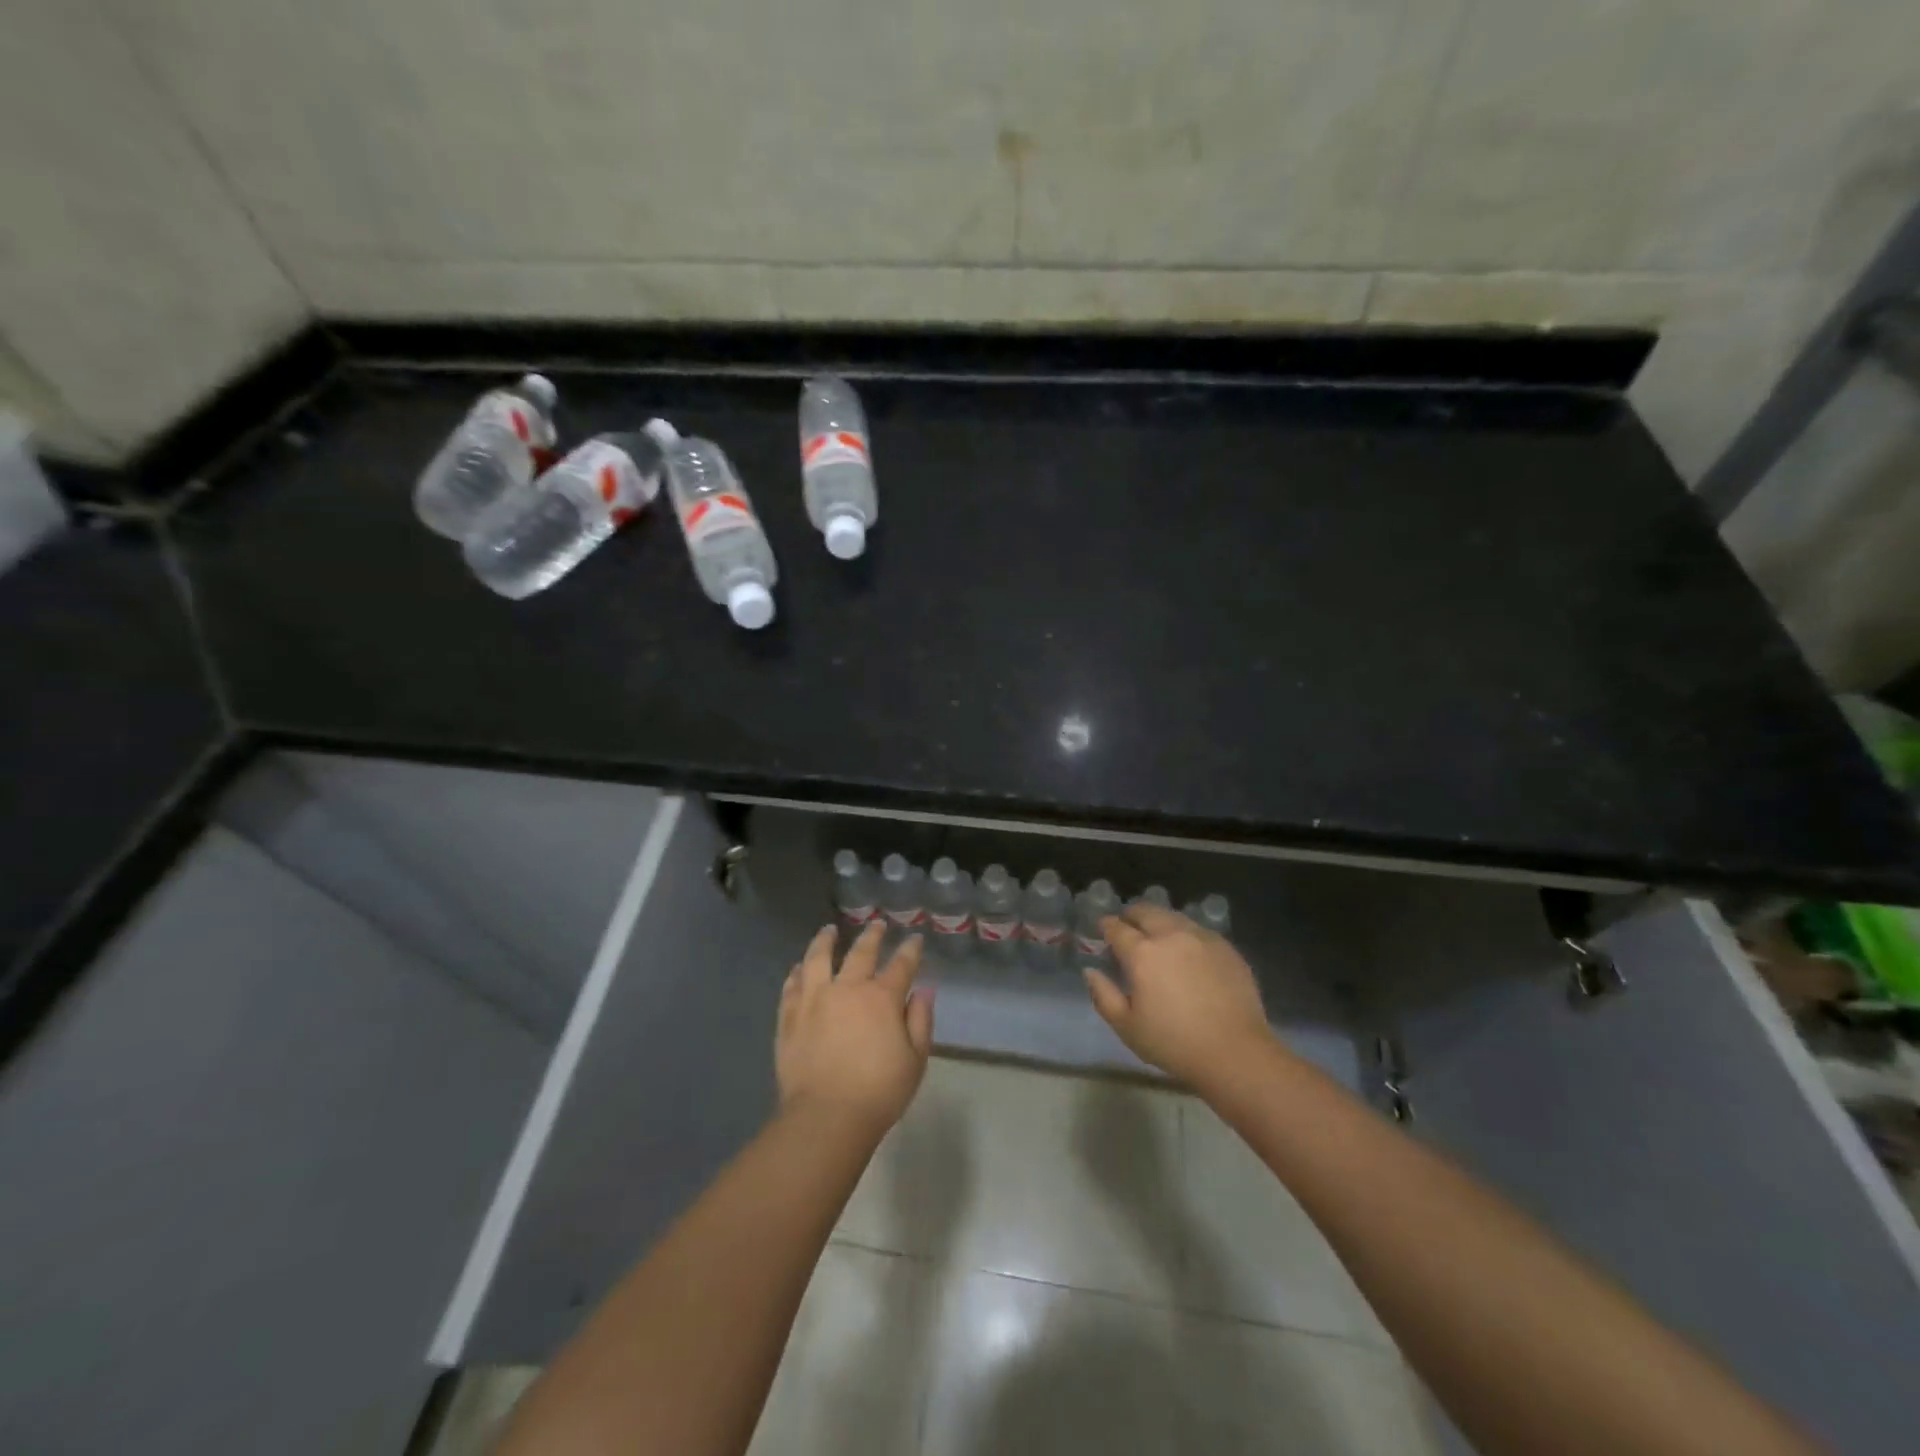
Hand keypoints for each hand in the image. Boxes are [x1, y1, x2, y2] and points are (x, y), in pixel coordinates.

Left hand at [776, 923, 933, 1138]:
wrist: (826, 1116)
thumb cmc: (879, 1091)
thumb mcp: (915, 1060)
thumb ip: (920, 1020)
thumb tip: (924, 990)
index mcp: (882, 998)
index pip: (901, 965)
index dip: (910, 950)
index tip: (914, 938)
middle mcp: (848, 989)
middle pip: (861, 953)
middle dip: (872, 936)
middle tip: (876, 924)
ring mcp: (814, 1000)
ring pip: (818, 959)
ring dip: (825, 941)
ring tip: (829, 930)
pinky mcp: (790, 1017)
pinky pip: (792, 986)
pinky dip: (797, 972)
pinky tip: (799, 967)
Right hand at [1085, 903, 1272, 1089]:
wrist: (1235, 1052)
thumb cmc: (1174, 1043)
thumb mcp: (1127, 1027)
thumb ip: (1103, 995)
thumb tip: (1091, 971)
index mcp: (1142, 952)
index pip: (1117, 928)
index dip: (1106, 926)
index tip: (1102, 929)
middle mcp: (1170, 935)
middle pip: (1146, 911)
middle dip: (1132, 915)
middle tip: (1128, 927)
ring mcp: (1201, 938)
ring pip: (1173, 916)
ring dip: (1159, 921)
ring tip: (1157, 936)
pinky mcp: (1226, 947)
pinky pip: (1198, 930)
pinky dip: (1185, 934)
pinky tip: (1187, 952)